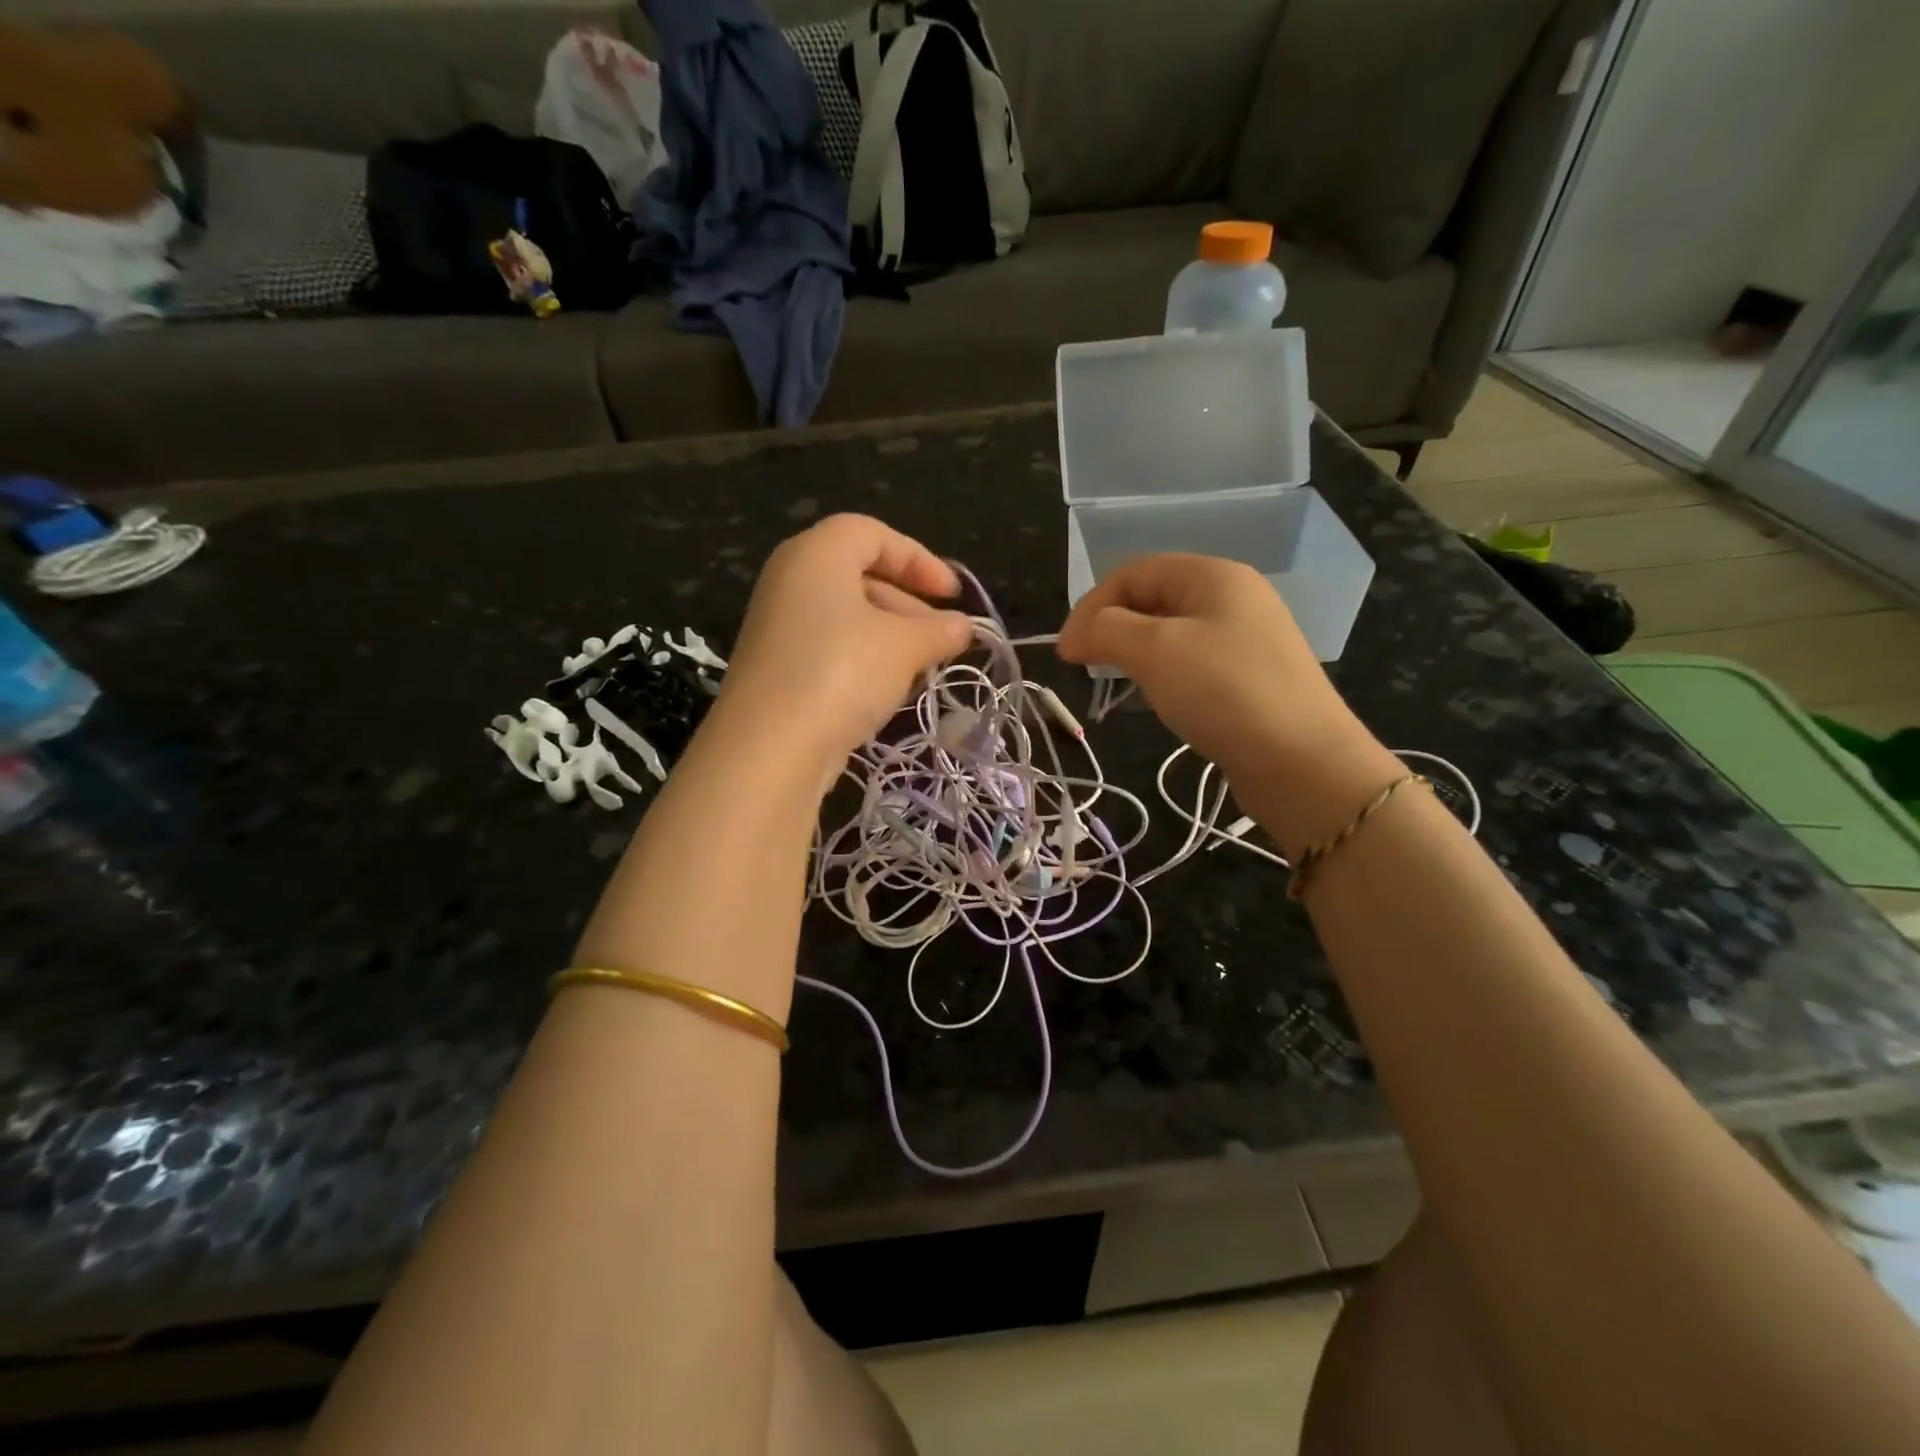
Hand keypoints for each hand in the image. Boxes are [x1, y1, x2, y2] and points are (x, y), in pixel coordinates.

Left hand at [717, 515, 971, 771]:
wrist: (770, 746)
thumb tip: (964, 627)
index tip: (952, 595)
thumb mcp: (903, 646)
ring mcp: (779, 626)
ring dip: (891, 636)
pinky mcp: (777, 668)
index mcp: (816, 554)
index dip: (919, 559)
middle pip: (859, 574)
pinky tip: (889, 690)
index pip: (872, 534)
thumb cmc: (842, 672)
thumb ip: (939, 631)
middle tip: (942, 637)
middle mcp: (791, 581)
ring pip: (846, 616)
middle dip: (909, 603)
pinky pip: (830, 648)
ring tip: (923, 667)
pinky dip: (864, 659)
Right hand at [1057, 554, 1380, 789]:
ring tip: (1118, 681)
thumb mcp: (1154, 651)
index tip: (1066, 652)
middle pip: (1153, 597)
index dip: (1091, 605)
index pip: (1133, 572)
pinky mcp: (1251, 676)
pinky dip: (1164, 672)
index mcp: (1213, 575)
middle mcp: (1233, 597)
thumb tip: (1072, 636)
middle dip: (1112, 627)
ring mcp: (1246, 637)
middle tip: (1087, 666)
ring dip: (1135, 651)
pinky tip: (1159, 697)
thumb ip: (1104, 631)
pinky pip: (1193, 660)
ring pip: (1171, 631)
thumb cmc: (1223, 692)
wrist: (1302, 761)